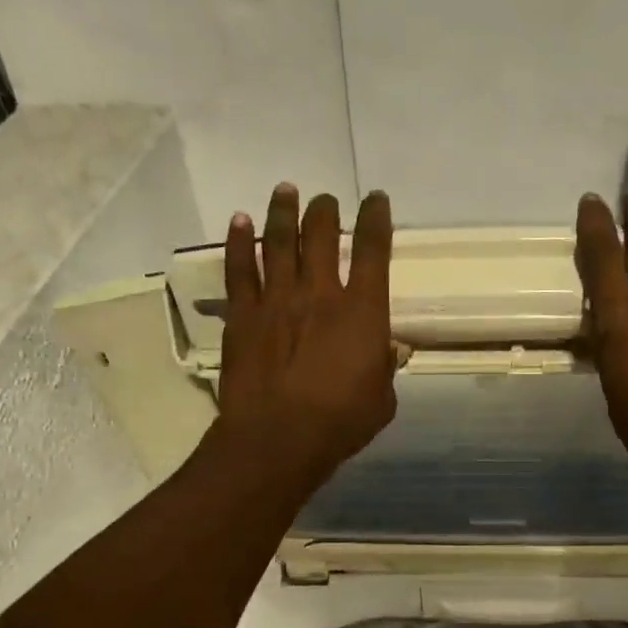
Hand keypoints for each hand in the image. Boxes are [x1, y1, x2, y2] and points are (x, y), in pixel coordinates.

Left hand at [211, 183, 397, 495]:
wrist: (278, 437)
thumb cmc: (340, 423)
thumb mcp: (382, 400)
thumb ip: (385, 368)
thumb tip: (390, 350)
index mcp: (363, 312)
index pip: (374, 251)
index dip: (376, 219)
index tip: (376, 200)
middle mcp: (320, 293)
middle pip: (322, 235)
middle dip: (325, 210)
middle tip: (324, 200)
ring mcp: (277, 300)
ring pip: (279, 241)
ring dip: (283, 212)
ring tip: (286, 190)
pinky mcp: (243, 315)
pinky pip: (239, 269)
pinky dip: (238, 242)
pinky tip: (239, 221)